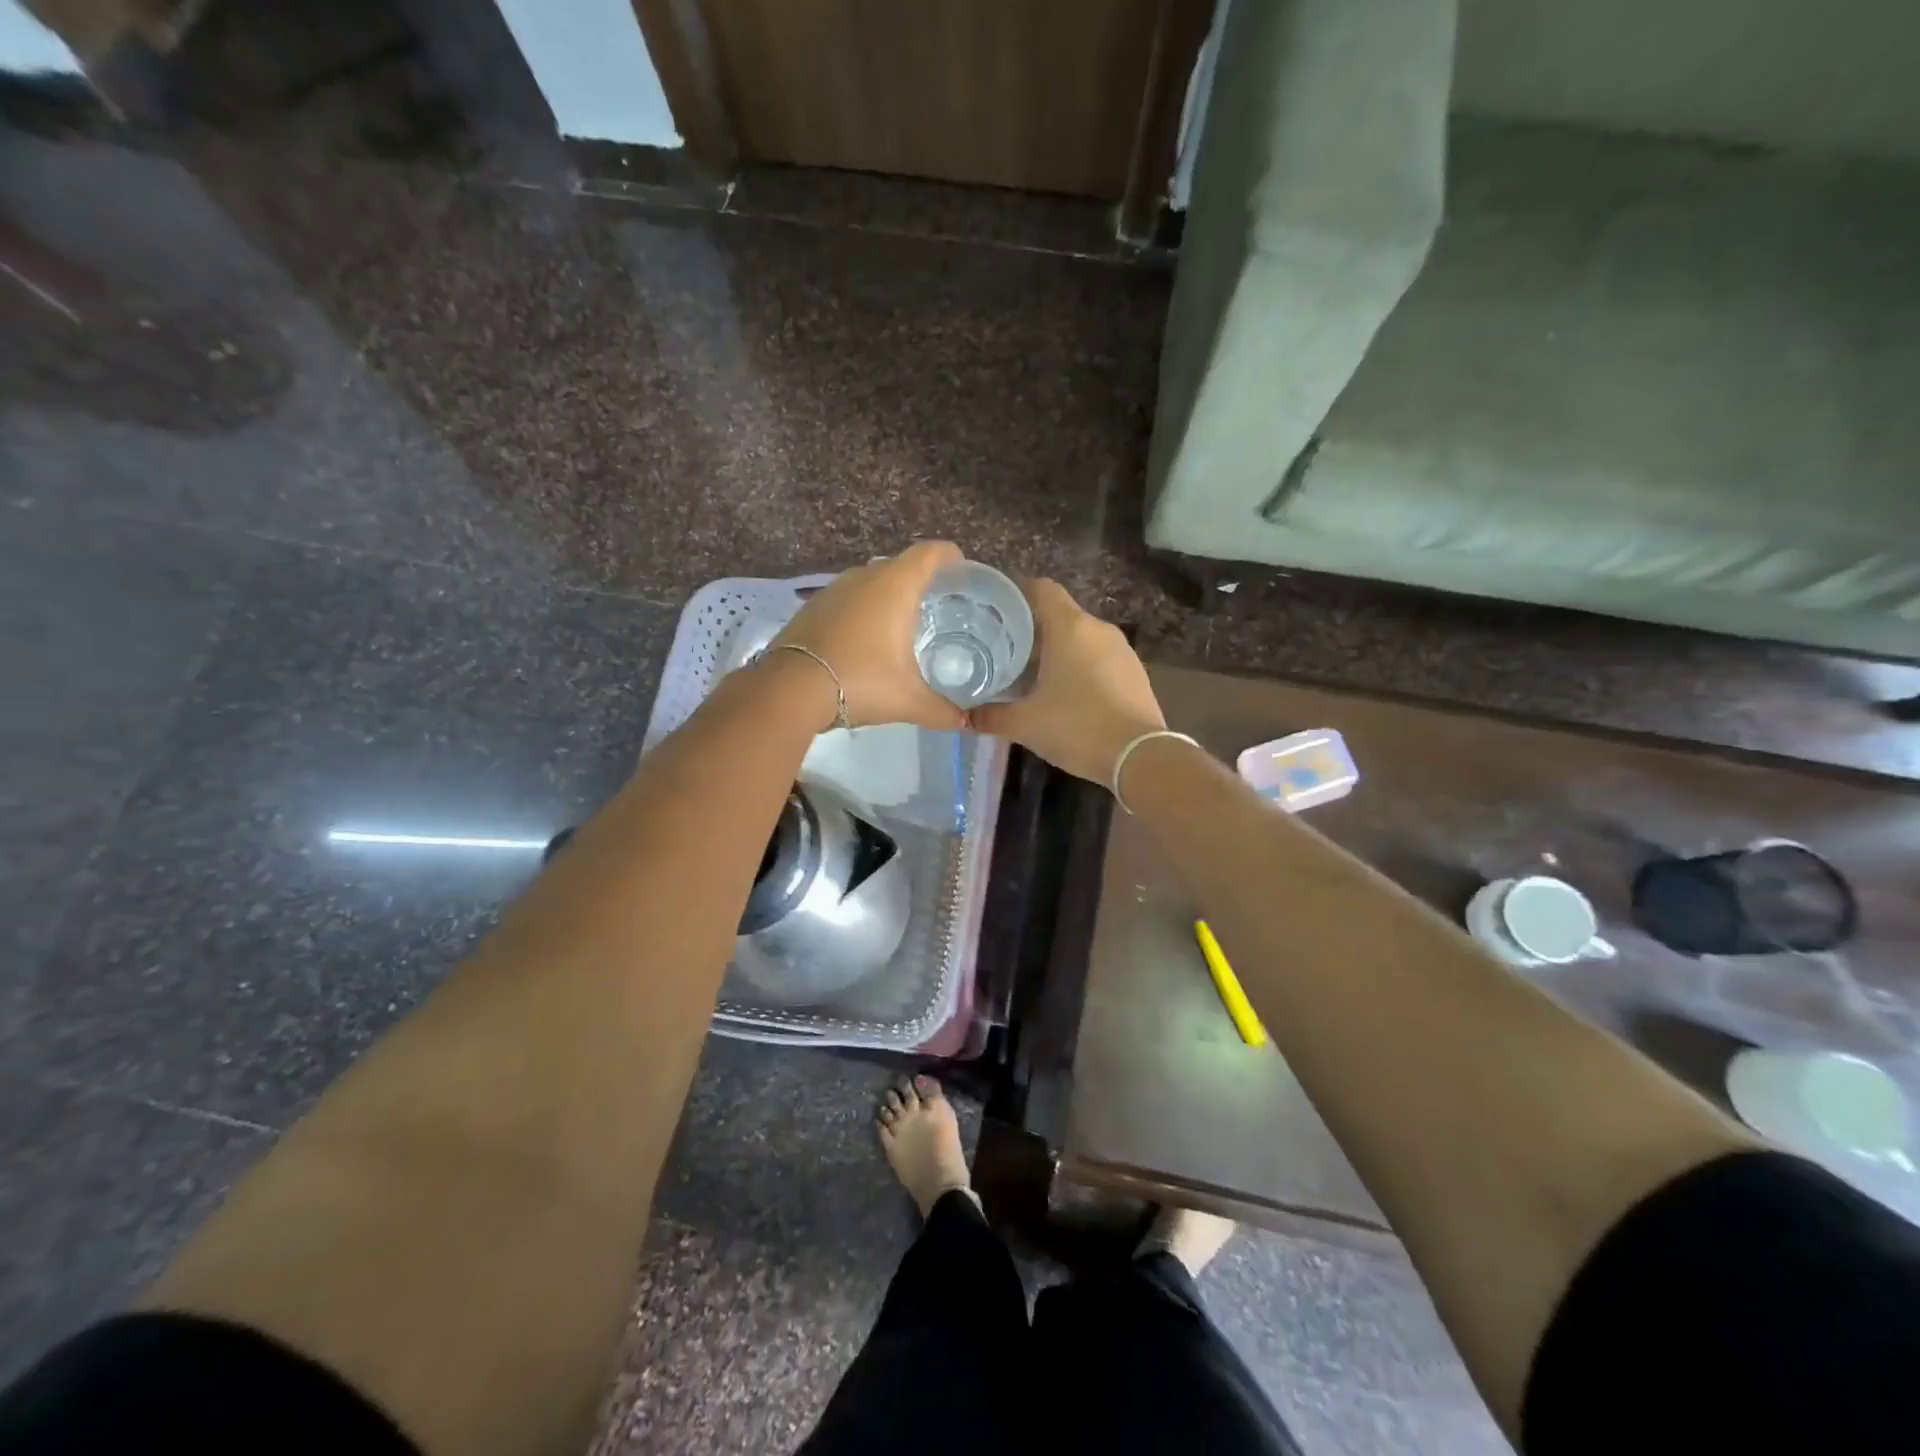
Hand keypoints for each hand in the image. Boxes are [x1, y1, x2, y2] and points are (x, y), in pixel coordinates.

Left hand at [767, 541, 967, 730]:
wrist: (790, 689)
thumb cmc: (860, 682)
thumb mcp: (908, 701)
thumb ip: (941, 710)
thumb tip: (964, 722)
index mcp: (895, 587)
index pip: (929, 553)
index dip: (949, 555)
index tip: (961, 567)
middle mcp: (864, 578)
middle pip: (900, 564)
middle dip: (920, 578)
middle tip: (938, 602)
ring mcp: (834, 590)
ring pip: (870, 580)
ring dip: (888, 593)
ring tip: (903, 620)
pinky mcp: (813, 607)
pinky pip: (848, 598)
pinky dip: (862, 608)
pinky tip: (866, 636)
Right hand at [970, 579, 1165, 784]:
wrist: (1140, 757)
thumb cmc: (1077, 728)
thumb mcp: (1025, 724)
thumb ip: (991, 716)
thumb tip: (965, 715)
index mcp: (1070, 627)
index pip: (1041, 589)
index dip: (1016, 594)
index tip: (994, 613)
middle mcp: (1098, 629)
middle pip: (1059, 615)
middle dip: (1031, 630)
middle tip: (1002, 651)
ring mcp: (1121, 650)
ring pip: (1080, 638)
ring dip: (1056, 650)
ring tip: (1030, 675)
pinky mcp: (1134, 672)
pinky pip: (1098, 658)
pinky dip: (1078, 666)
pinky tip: (1064, 693)